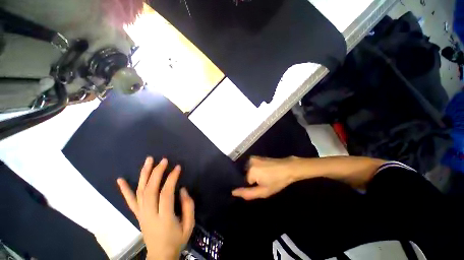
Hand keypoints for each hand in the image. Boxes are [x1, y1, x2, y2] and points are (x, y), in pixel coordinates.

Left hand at [117, 157, 194, 259]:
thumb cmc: (177, 239)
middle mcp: (149, 214)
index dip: (171, 178)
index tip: (177, 167)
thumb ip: (188, 206)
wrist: (160, 256)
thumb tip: (182, 189)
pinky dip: (124, 190)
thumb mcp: (189, 225)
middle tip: (164, 160)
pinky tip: (120, 180)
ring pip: (140, 192)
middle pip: (150, 190)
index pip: (165, 193)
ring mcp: (141, 214)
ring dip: (144, 174)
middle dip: (157, 172)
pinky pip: (129, 201)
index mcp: (164, 217)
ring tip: (148, 160)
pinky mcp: (138, 215)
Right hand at [232, 156, 300, 199]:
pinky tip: (264, 171)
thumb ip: (247, 193)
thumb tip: (233, 192)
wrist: (288, 168)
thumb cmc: (277, 181)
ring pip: (248, 171)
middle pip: (245, 175)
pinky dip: (254, 169)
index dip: (252, 186)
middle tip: (263, 181)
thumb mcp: (264, 191)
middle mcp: (249, 162)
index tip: (261, 186)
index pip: (244, 182)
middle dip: (252, 180)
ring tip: (264, 176)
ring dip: (253, 174)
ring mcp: (252, 158)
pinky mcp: (255, 156)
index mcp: (251, 171)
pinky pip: (251, 166)